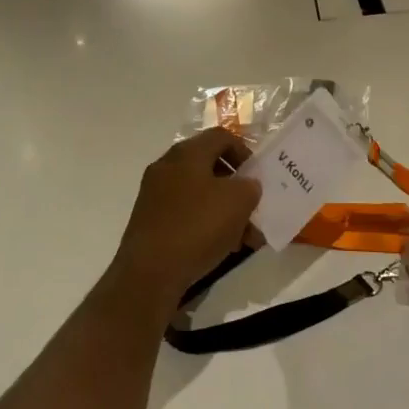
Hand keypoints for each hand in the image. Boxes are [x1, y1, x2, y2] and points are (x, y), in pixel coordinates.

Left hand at [104, 129, 260, 322]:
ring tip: (244, 237)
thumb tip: (246, 186)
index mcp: (187, 153)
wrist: (149, 272)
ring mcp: (155, 194)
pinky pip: (186, 213)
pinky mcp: (150, 220)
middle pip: (210, 166)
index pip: (221, 136)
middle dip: (236, 187)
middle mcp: (167, 166)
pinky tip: (222, 247)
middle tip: (253, 208)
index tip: (258, 176)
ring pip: (199, 193)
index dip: (245, 151)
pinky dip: (206, 224)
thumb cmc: (197, 226)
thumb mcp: (238, 202)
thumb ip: (250, 186)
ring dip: (224, 210)